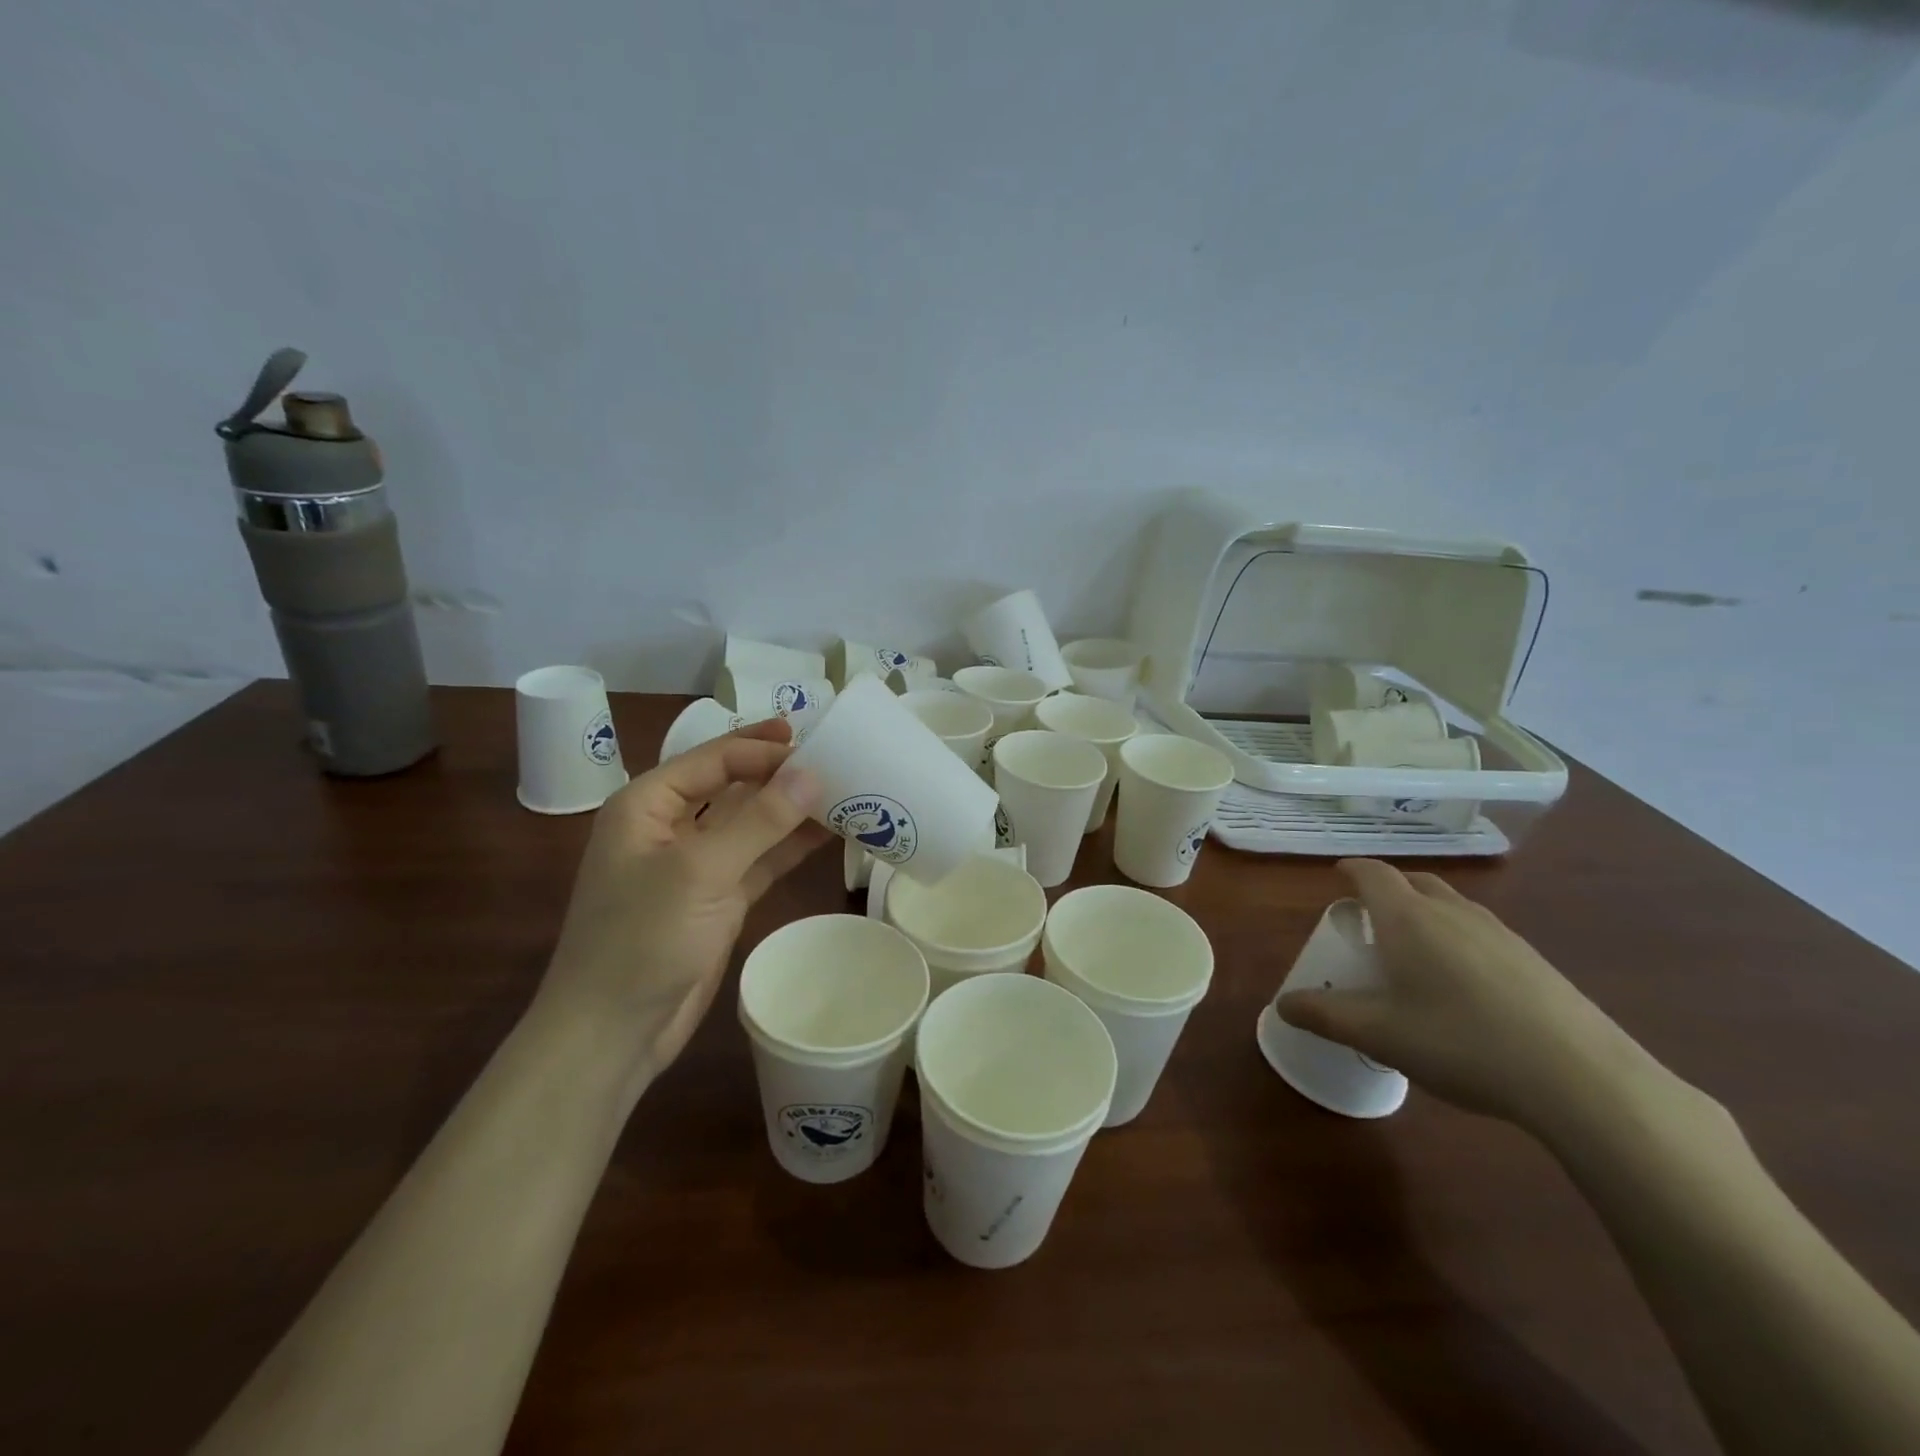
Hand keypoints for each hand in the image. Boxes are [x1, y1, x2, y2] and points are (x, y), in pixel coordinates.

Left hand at [534, 719, 829, 1088]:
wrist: (613, 1033)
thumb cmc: (642, 939)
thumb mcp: (701, 871)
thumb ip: (760, 820)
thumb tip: (812, 772)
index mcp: (647, 804)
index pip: (712, 759)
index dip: (762, 749)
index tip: (816, 745)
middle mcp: (670, 826)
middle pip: (732, 785)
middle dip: (779, 773)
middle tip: (836, 759)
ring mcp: (696, 865)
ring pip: (751, 823)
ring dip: (791, 810)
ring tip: (844, 791)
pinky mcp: (718, 898)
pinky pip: (760, 859)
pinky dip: (790, 847)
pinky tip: (829, 834)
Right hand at [1276, 859, 1656, 1130]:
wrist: (1583, 1079)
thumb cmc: (1462, 1043)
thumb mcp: (1380, 1035)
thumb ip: (1326, 1016)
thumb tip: (1283, 1005)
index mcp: (1408, 918)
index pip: (1372, 874)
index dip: (1351, 871)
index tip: (1337, 877)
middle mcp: (1452, 913)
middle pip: (1414, 882)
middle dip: (1388, 891)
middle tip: (1371, 919)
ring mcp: (1501, 934)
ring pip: (1451, 907)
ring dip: (1426, 915)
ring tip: (1414, 954)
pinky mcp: (1535, 962)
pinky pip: (1481, 934)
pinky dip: (1459, 941)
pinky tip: (1464, 989)